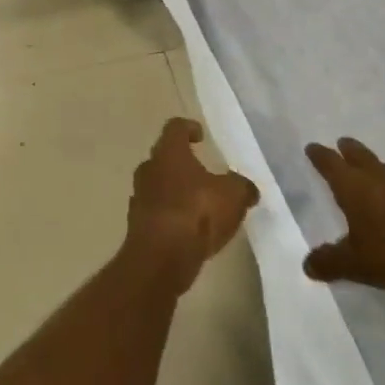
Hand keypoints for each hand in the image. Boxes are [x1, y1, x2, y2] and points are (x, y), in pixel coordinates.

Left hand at [126, 119, 257, 288]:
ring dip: (174, 189)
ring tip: (197, 203)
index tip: (200, 135)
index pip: (175, 127)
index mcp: (169, 152)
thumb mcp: (233, 196)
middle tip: (201, 172)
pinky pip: (156, 210)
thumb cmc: (196, 213)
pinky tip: (187, 228)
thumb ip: (242, 186)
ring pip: (158, 184)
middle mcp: (149, 168)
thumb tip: (246, 188)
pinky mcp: (137, 223)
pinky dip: (170, 214)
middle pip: (163, 156)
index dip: (188, 127)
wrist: (160, 257)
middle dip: (181, 161)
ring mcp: (139, 195)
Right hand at [303, 138, 384, 291]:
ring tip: (379, 169)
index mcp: (354, 187)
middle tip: (343, 143)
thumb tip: (306, 265)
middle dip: (349, 150)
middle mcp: (380, 178)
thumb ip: (332, 262)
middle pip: (361, 157)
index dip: (320, 156)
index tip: (312, 147)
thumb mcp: (357, 264)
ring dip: (381, 168)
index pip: (330, 164)